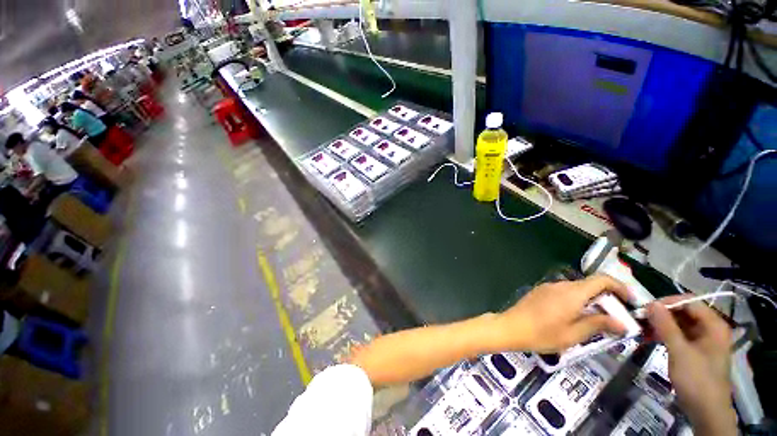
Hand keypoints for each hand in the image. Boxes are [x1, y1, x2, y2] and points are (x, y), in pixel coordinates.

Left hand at [493, 275, 629, 352]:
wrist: (511, 327)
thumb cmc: (543, 334)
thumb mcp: (574, 334)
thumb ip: (598, 324)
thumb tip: (622, 323)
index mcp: (572, 293)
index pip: (601, 280)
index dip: (619, 287)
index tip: (630, 301)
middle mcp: (560, 285)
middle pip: (589, 285)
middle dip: (606, 297)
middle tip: (616, 317)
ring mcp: (548, 287)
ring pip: (576, 289)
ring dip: (590, 300)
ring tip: (597, 319)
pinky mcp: (540, 291)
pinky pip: (563, 292)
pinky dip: (575, 300)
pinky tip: (574, 316)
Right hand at [646, 297, 735, 435]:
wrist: (706, 411)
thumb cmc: (697, 379)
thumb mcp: (679, 351)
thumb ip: (666, 326)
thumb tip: (651, 303)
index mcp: (713, 325)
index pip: (689, 302)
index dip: (667, 302)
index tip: (645, 308)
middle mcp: (710, 329)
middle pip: (684, 312)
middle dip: (661, 314)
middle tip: (640, 319)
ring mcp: (703, 341)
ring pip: (679, 324)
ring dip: (660, 325)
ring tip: (641, 329)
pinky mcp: (695, 351)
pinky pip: (679, 336)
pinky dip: (664, 335)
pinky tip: (648, 338)